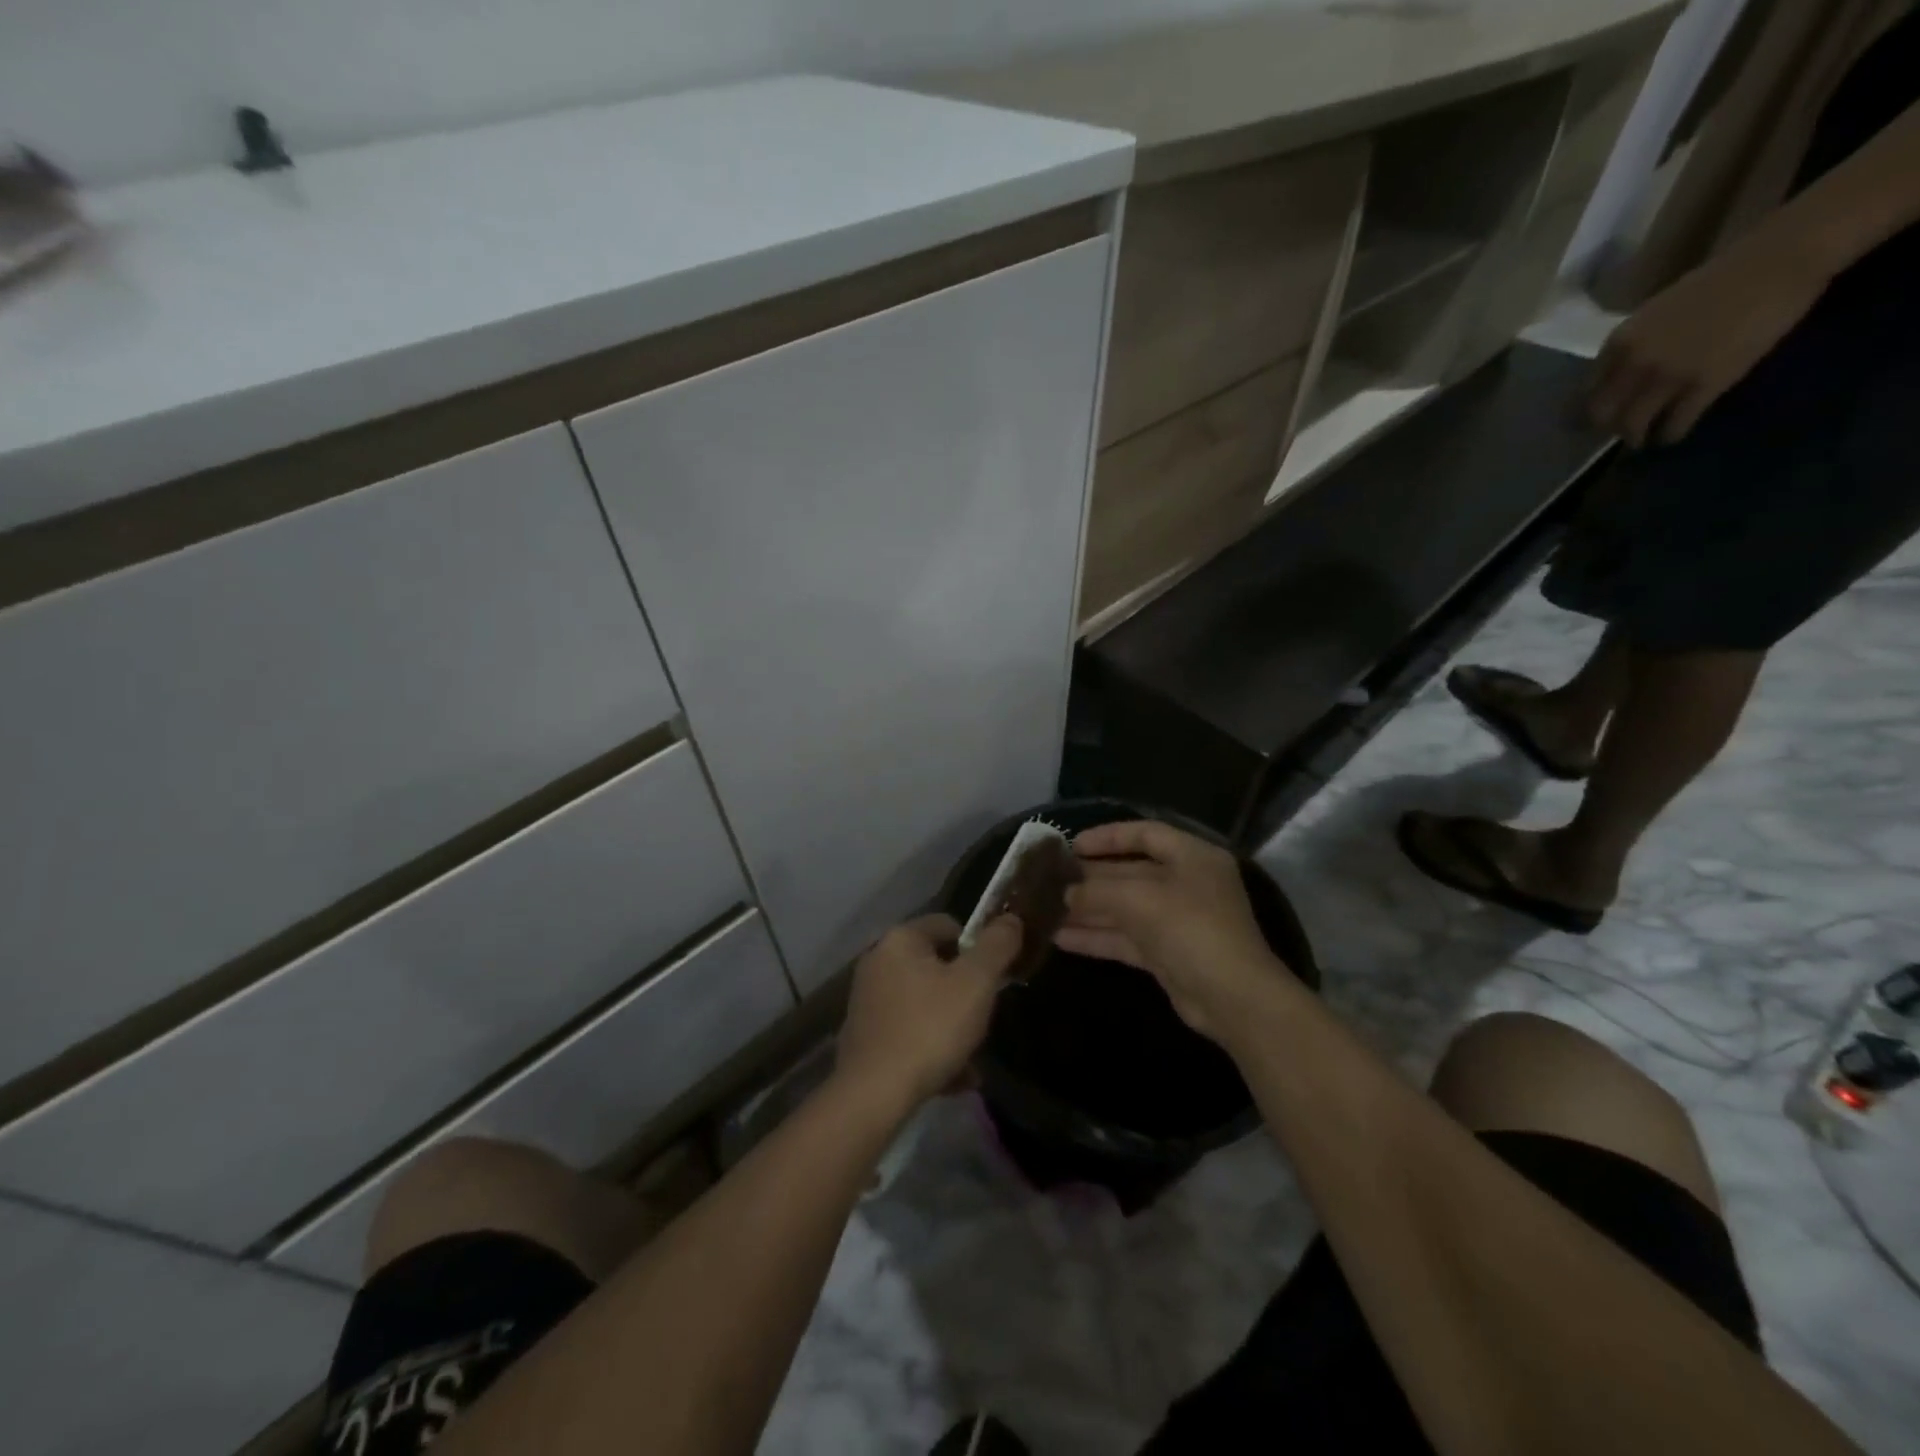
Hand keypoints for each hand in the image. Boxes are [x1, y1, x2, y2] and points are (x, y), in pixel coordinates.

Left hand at [834, 913, 1022, 1111]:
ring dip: (951, 1025)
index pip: (949, 925)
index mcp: (900, 939)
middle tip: (983, 1019)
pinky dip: (931, 1046)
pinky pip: (909, 1030)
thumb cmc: (930, 1028)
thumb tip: (1010, 918)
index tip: (994, 979)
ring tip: (972, 1059)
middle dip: (965, 992)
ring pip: (925, 1002)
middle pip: (937, 966)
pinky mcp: (864, 1033)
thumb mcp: (976, 983)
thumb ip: (997, 946)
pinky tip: (952, 1078)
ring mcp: (867, 999)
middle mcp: (877, 960)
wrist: (874, 1094)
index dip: (978, 949)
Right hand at [1054, 821, 1288, 1039]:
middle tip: (1051, 880)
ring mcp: (1176, 921)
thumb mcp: (1139, 899)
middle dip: (1091, 878)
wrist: (1232, 998)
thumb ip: (1098, 891)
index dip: (1108, 837)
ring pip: (1124, 908)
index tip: (1072, 845)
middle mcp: (1186, 884)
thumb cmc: (1191, 928)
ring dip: (1087, 910)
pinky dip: (1096, 937)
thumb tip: (1066, 893)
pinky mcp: (1166, 954)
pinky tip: (1060, 938)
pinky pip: (1124, 938)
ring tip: (1046, 909)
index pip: (1146, 834)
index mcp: (1192, 857)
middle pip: (1131, 872)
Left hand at [1589, 227, 1830, 447]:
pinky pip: (1674, 424)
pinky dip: (1670, 435)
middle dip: (1610, 428)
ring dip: (1637, 437)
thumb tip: (1617, 380)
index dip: (1591, 411)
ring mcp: (1668, 376)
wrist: (1778, 261)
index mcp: (1618, 344)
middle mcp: (1633, 364)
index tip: (1598, 419)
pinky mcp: (1705, 384)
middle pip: (1603, 416)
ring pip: (1633, 426)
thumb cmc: (1718, 283)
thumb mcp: (1653, 315)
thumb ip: (1631, 348)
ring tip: (1644, 440)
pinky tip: (1672, 435)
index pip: (1588, 393)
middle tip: (1622, 431)